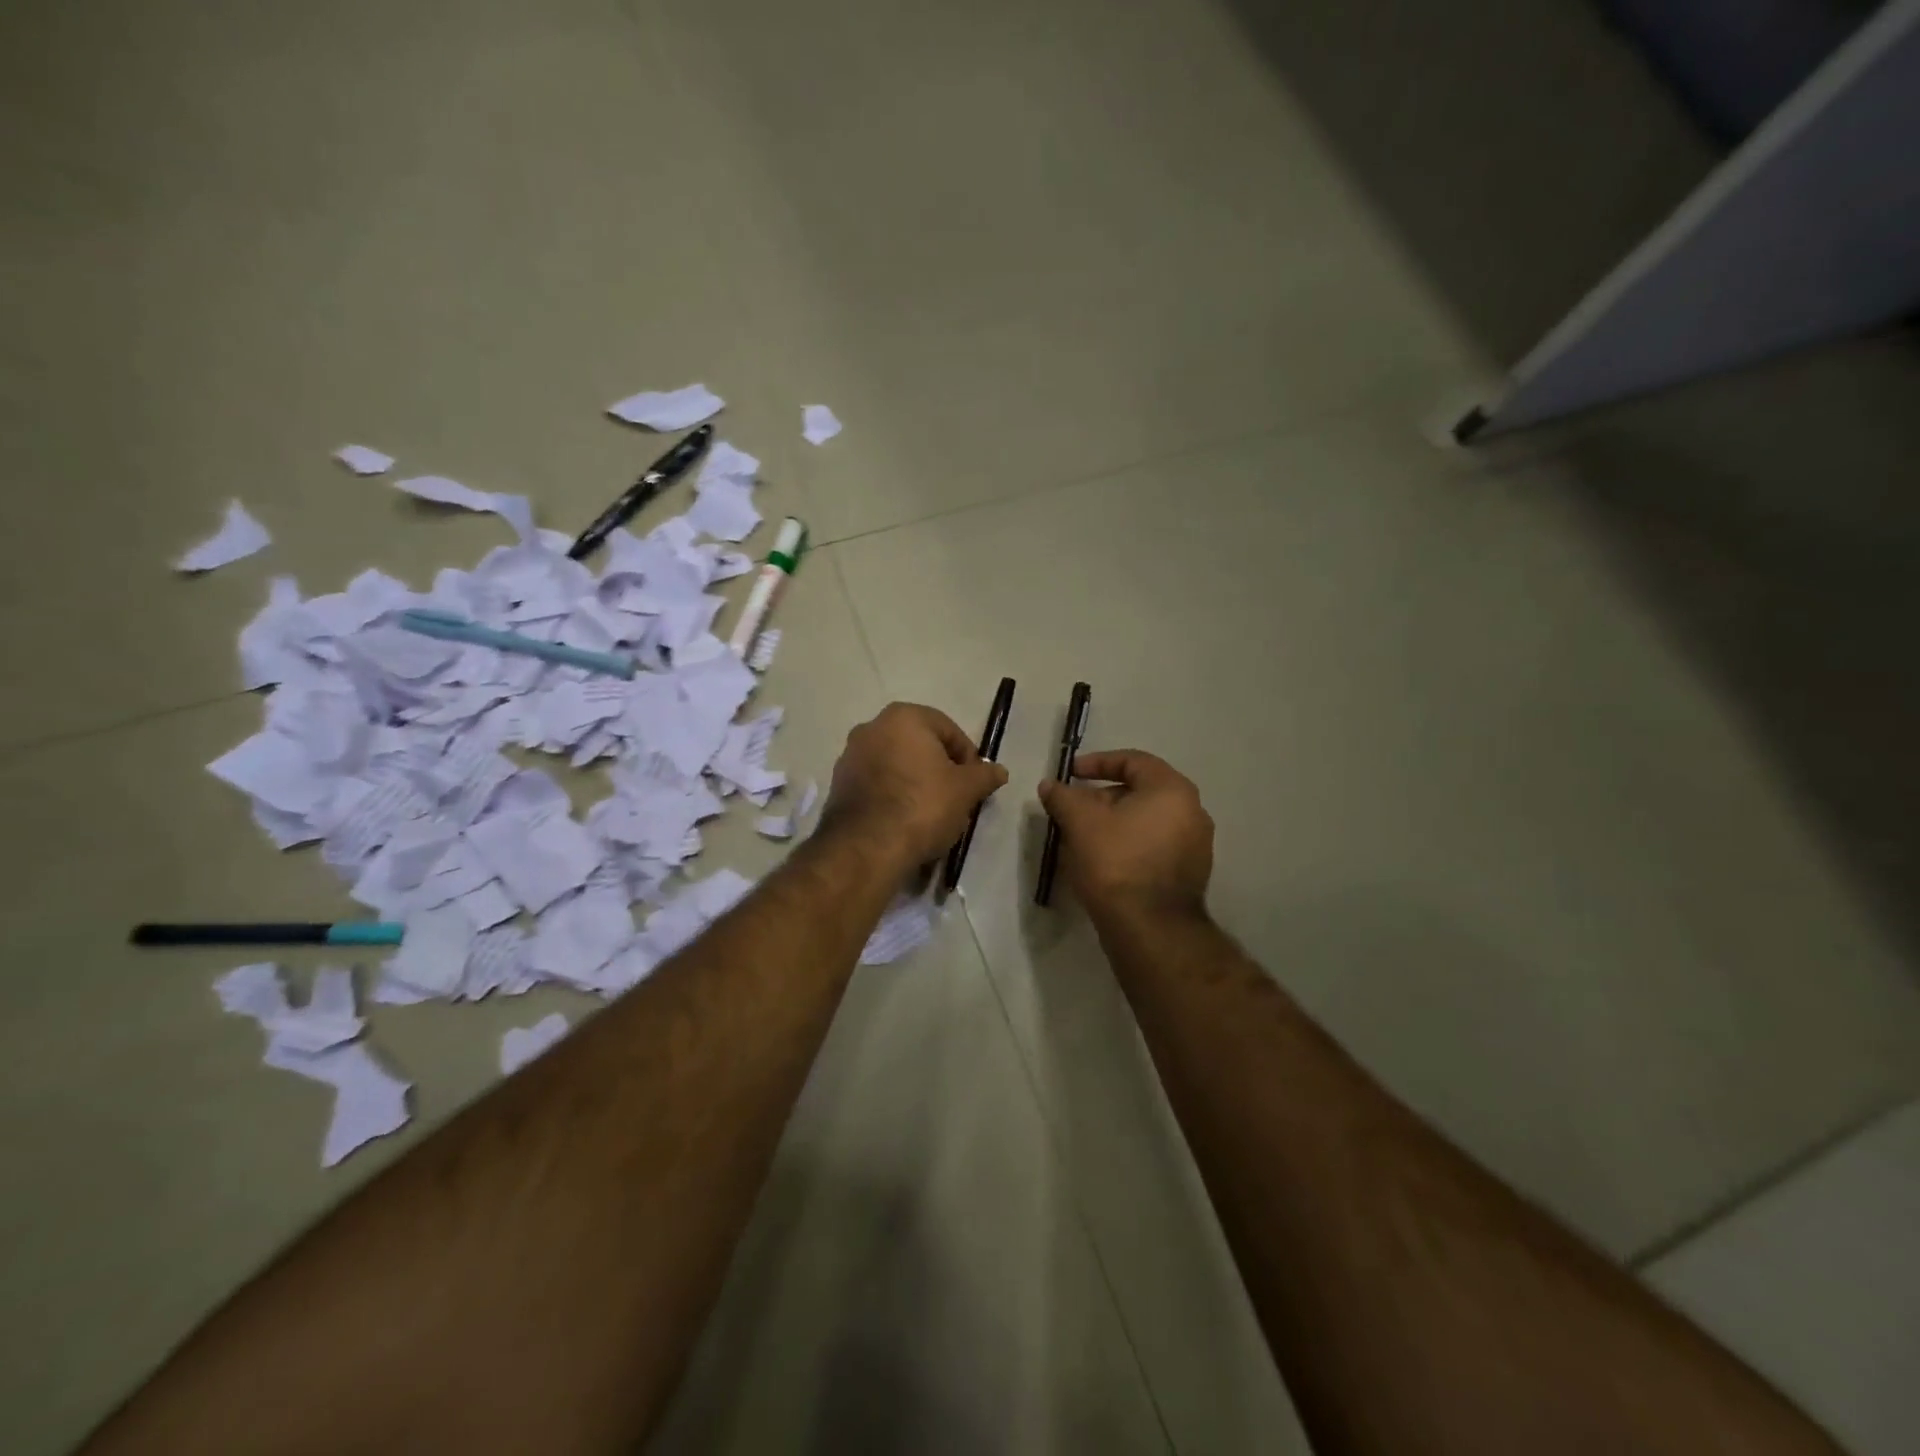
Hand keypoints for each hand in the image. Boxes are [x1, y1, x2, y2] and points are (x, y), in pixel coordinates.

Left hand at [820, 703, 1010, 867]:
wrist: (867, 847)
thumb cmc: (923, 806)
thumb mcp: (966, 790)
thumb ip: (984, 775)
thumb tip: (999, 770)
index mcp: (904, 717)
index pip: (949, 731)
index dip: (968, 758)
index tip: (975, 785)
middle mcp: (871, 727)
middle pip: (920, 746)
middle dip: (939, 769)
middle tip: (955, 799)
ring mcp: (850, 755)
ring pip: (896, 765)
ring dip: (915, 782)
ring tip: (930, 814)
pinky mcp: (838, 784)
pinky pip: (876, 784)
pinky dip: (892, 796)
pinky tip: (904, 822)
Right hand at [1038, 750, 1213, 918]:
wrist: (1150, 929)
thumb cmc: (1116, 863)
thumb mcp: (1080, 823)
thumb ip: (1063, 797)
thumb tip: (1050, 785)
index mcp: (1172, 790)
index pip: (1133, 760)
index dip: (1097, 763)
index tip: (1071, 774)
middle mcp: (1193, 811)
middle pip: (1141, 791)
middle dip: (1102, 797)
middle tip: (1073, 810)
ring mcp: (1196, 845)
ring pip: (1147, 820)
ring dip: (1114, 822)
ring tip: (1083, 836)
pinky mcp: (1190, 873)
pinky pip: (1155, 845)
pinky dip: (1129, 843)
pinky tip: (1103, 860)